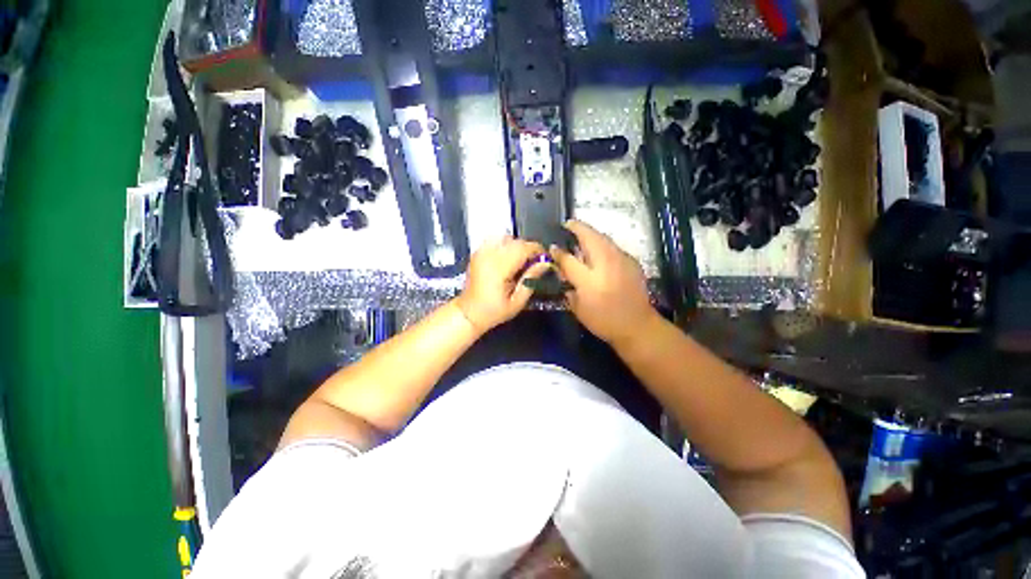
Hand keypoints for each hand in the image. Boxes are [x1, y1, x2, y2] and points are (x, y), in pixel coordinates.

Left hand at [455, 236, 548, 332]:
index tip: (546, 260)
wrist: (468, 313)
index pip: (524, 248)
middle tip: (534, 264)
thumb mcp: (517, 301)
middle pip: (516, 241)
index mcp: (499, 267)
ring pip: (506, 237)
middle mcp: (489, 255)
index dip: (538, 251)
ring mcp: (481, 252)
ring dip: (517, 246)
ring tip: (520, 261)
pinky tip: (507, 259)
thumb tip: (545, 263)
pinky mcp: (478, 252)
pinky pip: (496, 240)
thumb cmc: (494, 311)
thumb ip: (531, 279)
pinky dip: (505, 245)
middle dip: (529, 249)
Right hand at [550, 220, 655, 345]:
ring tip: (581, 234)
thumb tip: (562, 271)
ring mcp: (621, 260)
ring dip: (590, 233)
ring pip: (603, 238)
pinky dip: (602, 244)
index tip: (551, 247)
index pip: (568, 259)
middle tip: (568, 225)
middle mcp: (605, 264)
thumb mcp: (578, 309)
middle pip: (589, 237)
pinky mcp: (631, 261)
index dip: (558, 252)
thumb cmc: (603, 321)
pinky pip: (613, 247)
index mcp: (589, 280)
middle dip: (577, 228)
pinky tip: (598, 251)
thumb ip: (568, 287)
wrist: (637, 326)